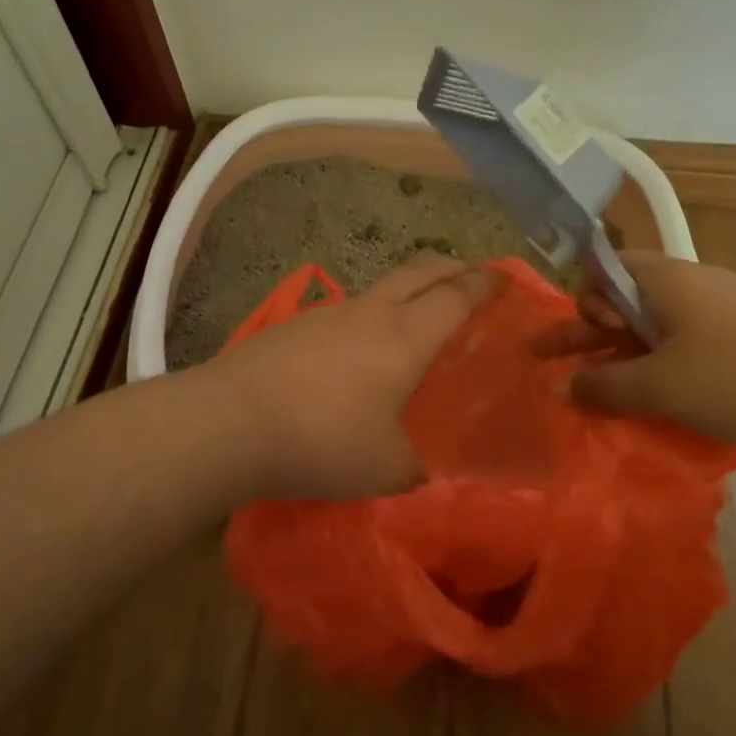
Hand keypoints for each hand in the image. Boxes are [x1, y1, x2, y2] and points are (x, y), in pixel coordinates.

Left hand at [205, 257, 498, 500]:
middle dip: (451, 267)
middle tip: (470, 275)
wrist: (231, 421)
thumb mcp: (384, 467)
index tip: (504, 276)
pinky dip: (369, 317)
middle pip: (419, 271)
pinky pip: (347, 313)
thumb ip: (412, 465)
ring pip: (380, 288)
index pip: (456, 297)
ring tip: (415, 315)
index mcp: (406, 337)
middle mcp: (371, 313)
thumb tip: (417, 468)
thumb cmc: (323, 440)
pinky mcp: (294, 326)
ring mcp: (328, 314)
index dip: (484, 284)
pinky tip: (359, 350)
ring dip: (407, 290)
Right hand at [535, 249, 735, 466]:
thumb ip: (604, 386)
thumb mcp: (661, 385)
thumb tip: (563, 388)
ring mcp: (721, 320)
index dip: (586, 300)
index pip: (606, 270)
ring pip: (654, 335)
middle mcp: (690, 291)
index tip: (589, 337)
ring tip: (595, 398)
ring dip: (621, 363)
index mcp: (667, 281)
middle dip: (585, 336)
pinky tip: (652, 409)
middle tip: (545, 362)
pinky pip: (685, 356)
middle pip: (623, 305)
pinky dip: (660, 377)